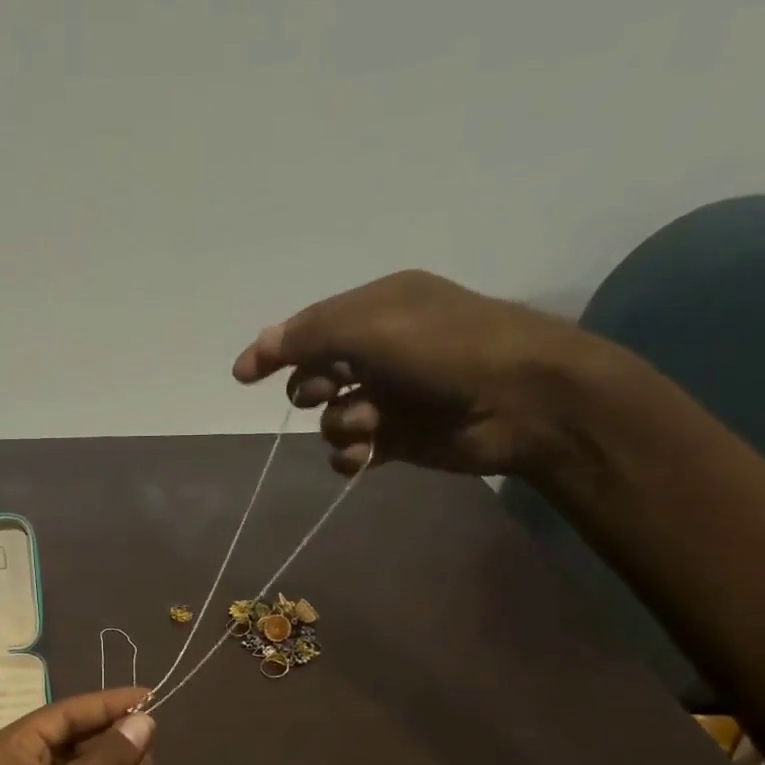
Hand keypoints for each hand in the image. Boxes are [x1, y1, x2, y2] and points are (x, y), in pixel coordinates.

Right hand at [232, 270, 619, 479]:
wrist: (522, 401)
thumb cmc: (448, 349)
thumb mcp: (373, 326)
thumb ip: (311, 334)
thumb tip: (259, 345)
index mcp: (378, 309)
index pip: (310, 328)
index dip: (275, 351)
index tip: (242, 376)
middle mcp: (381, 351)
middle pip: (315, 375)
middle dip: (312, 387)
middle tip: (328, 390)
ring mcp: (390, 397)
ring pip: (331, 418)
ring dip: (340, 423)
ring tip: (369, 424)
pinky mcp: (398, 439)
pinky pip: (351, 451)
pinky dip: (351, 454)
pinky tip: (365, 454)